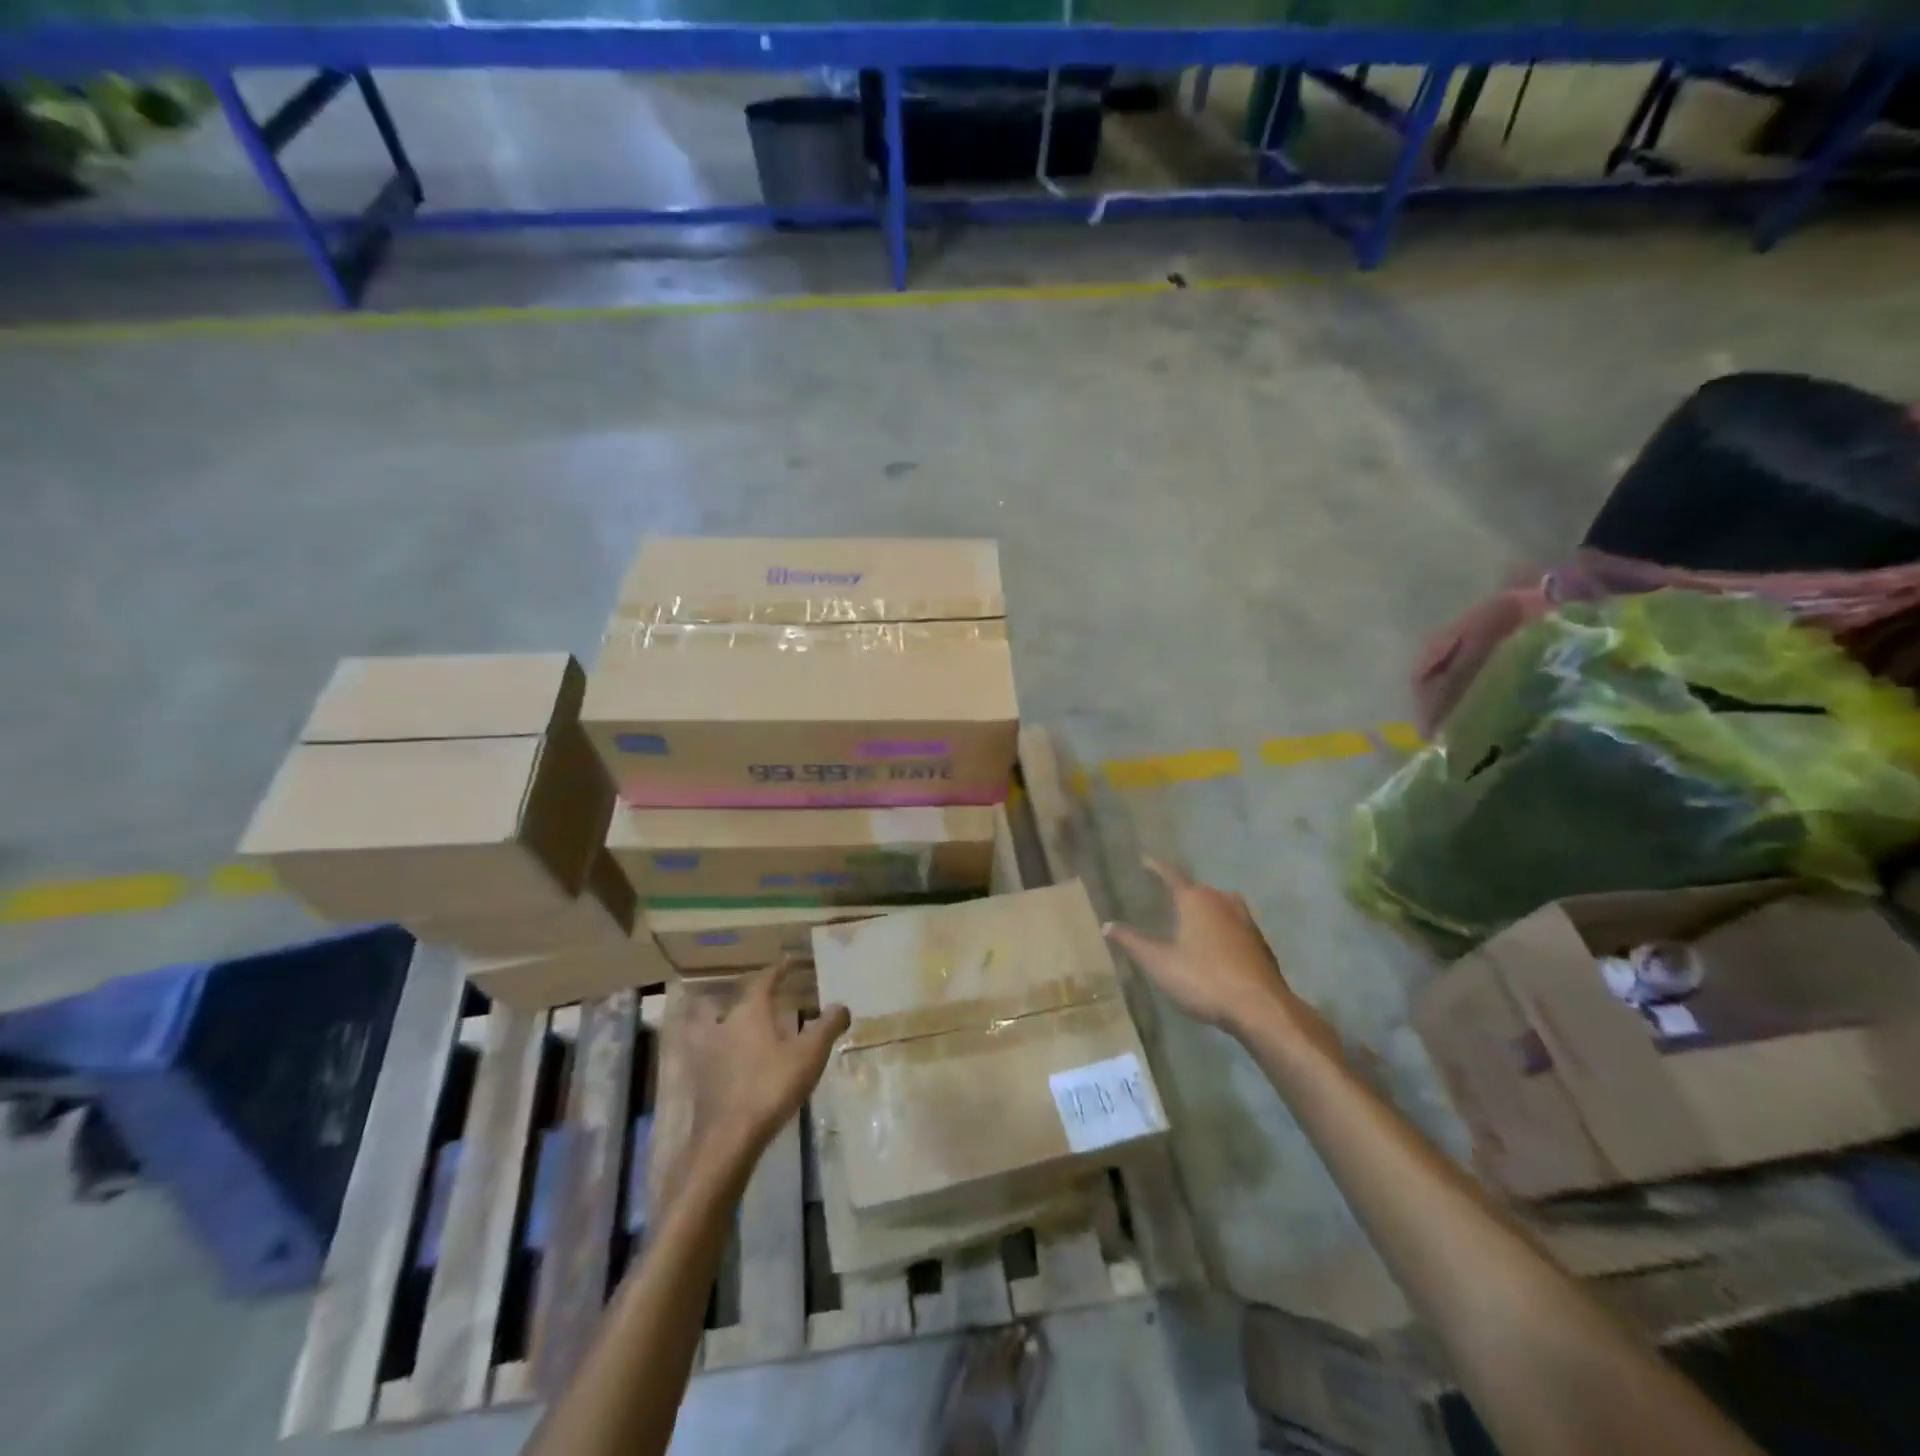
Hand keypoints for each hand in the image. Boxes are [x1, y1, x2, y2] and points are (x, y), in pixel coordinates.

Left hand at [684, 960, 850, 1164]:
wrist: (728, 1138)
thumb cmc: (771, 1086)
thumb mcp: (809, 1055)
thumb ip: (827, 1027)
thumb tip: (842, 1006)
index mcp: (750, 1012)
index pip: (764, 981)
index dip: (778, 970)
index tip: (789, 962)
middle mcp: (725, 1024)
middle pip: (740, 1002)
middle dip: (756, 997)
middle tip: (774, 996)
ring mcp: (708, 1053)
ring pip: (721, 1026)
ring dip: (736, 1022)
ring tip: (753, 1026)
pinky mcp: (701, 1079)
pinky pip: (716, 1053)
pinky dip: (727, 1050)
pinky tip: (739, 1062)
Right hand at [1104, 860, 1321, 1043]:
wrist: (1261, 1008)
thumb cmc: (1204, 979)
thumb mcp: (1159, 963)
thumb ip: (1133, 942)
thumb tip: (1107, 925)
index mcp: (1196, 900)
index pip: (1172, 874)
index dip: (1156, 867)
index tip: (1145, 860)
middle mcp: (1222, 901)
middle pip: (1198, 889)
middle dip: (1182, 891)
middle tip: (1165, 895)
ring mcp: (1245, 920)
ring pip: (1219, 905)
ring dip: (1204, 909)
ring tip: (1190, 919)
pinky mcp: (1259, 941)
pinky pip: (1233, 924)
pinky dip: (1220, 927)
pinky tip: (1215, 945)